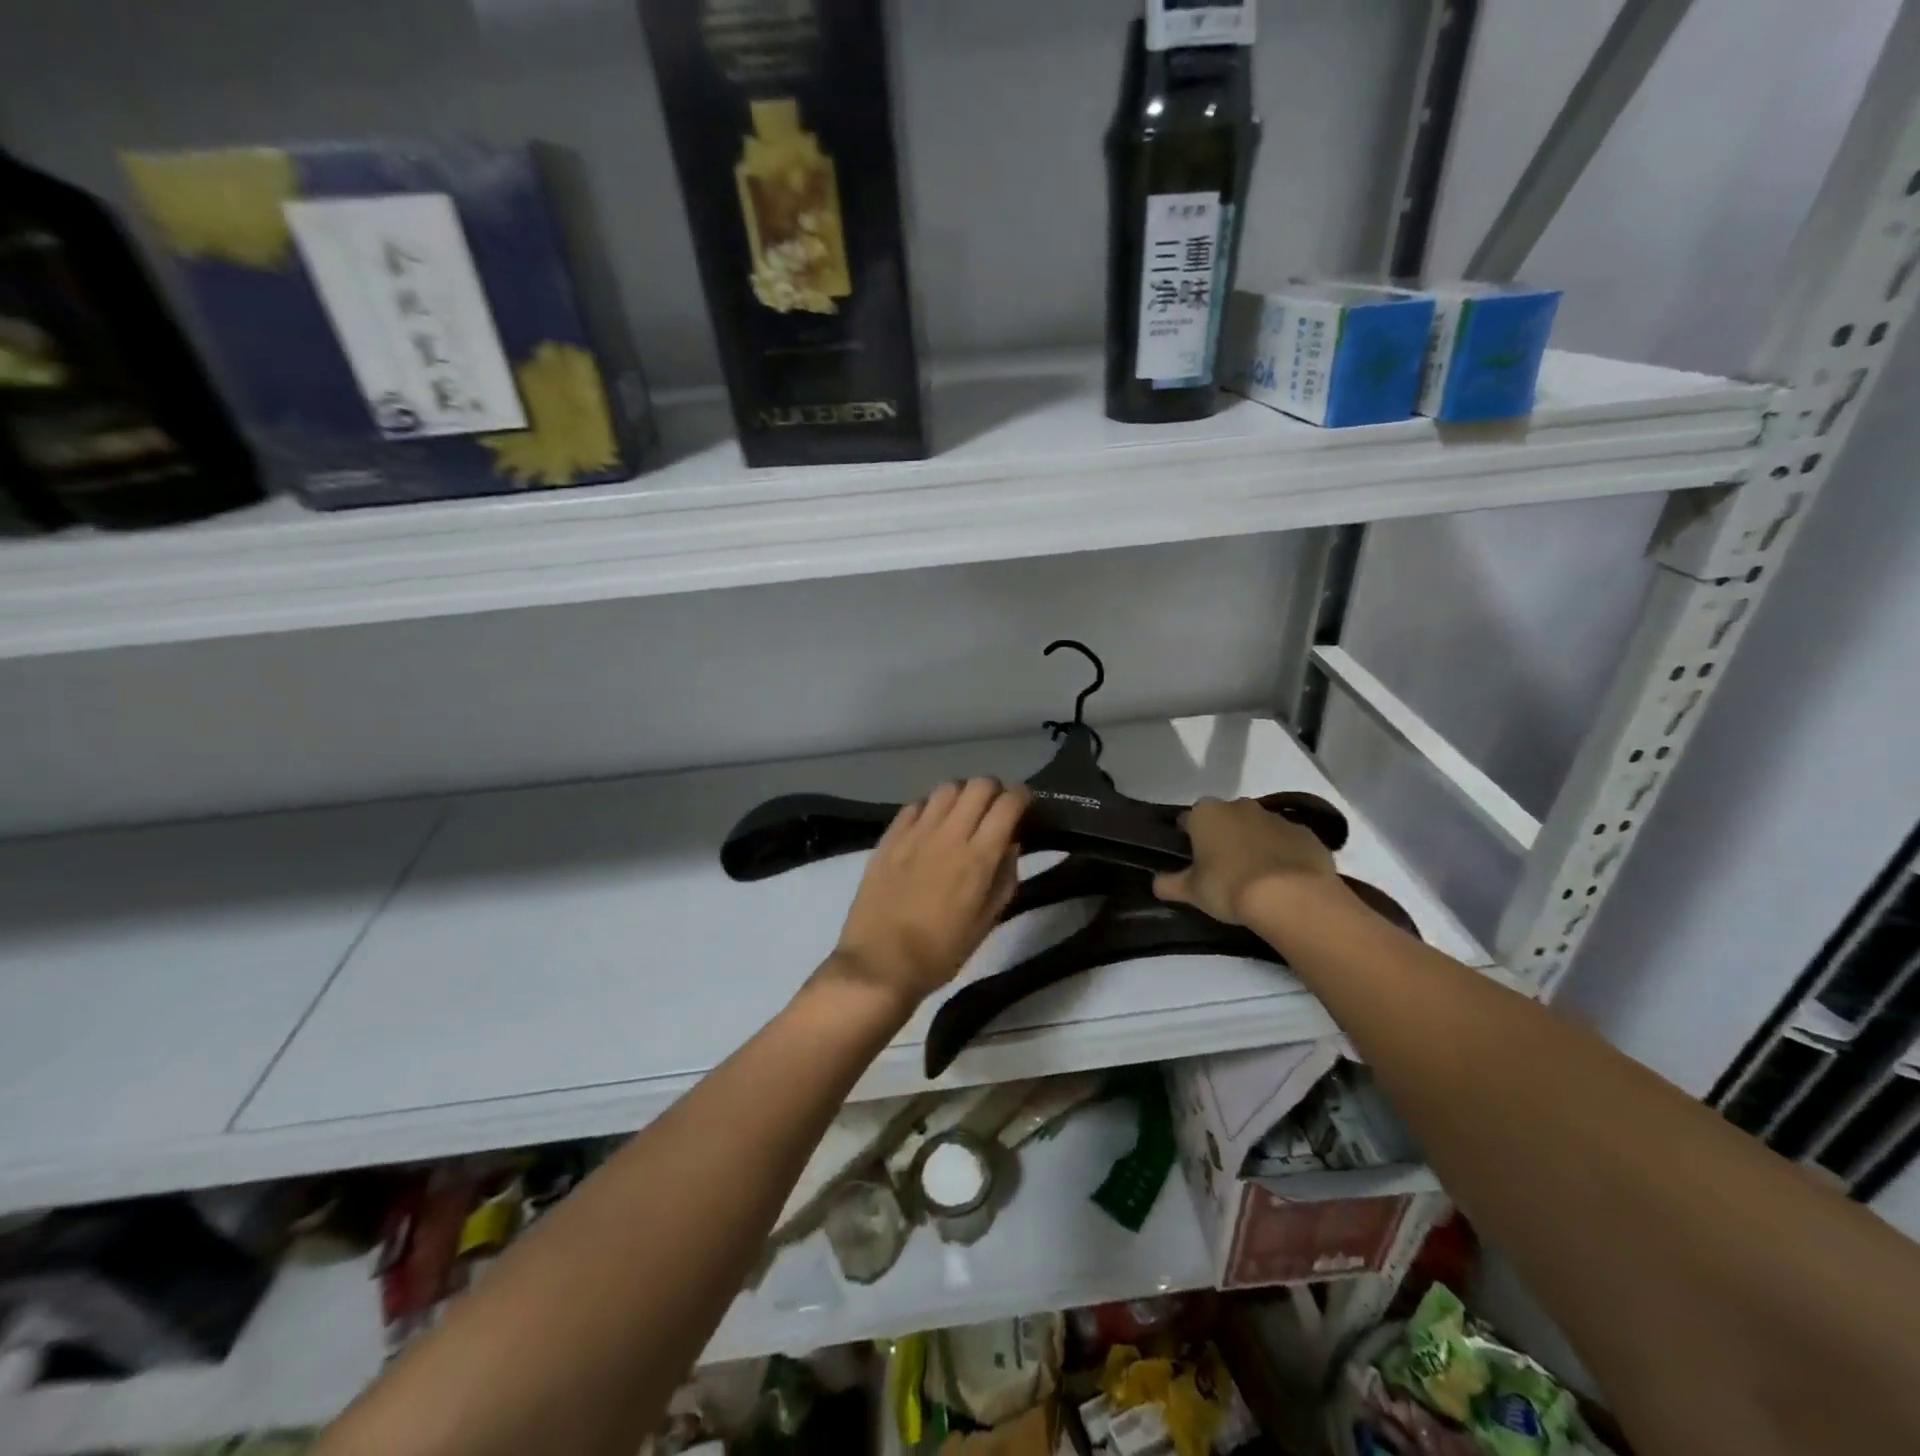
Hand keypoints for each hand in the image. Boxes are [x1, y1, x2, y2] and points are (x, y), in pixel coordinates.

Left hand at [827, 778, 1027, 1011]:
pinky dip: (931, 807)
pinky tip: (930, 825)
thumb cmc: (941, 952)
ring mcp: (915, 832)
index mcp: (978, 858)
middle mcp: (948, 835)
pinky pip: (916, 804)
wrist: (880, 964)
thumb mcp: (986, 923)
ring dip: (962, 794)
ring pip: (946, 788)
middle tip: (995, 808)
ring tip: (962, 813)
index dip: (1022, 797)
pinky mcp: (890, 837)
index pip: (1008, 804)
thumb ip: (1005, 878)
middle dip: (994, 790)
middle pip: (978, 785)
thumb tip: (1011, 844)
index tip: (1024, 805)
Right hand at [1153, 796, 1339, 924]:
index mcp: (1206, 814)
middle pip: (1225, 818)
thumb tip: (1155, 883)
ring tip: (1255, 875)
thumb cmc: (1229, 887)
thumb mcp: (1192, 892)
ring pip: (1258, 827)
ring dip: (1254, 843)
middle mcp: (1240, 806)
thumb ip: (1170, 884)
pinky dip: (1283, 853)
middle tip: (1223, 867)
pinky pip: (1288, 841)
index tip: (1191, 858)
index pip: (1188, 819)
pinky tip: (1283, 878)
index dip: (1188, 837)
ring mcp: (1276, 817)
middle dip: (1223, 836)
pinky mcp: (1306, 833)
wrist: (1290, 895)